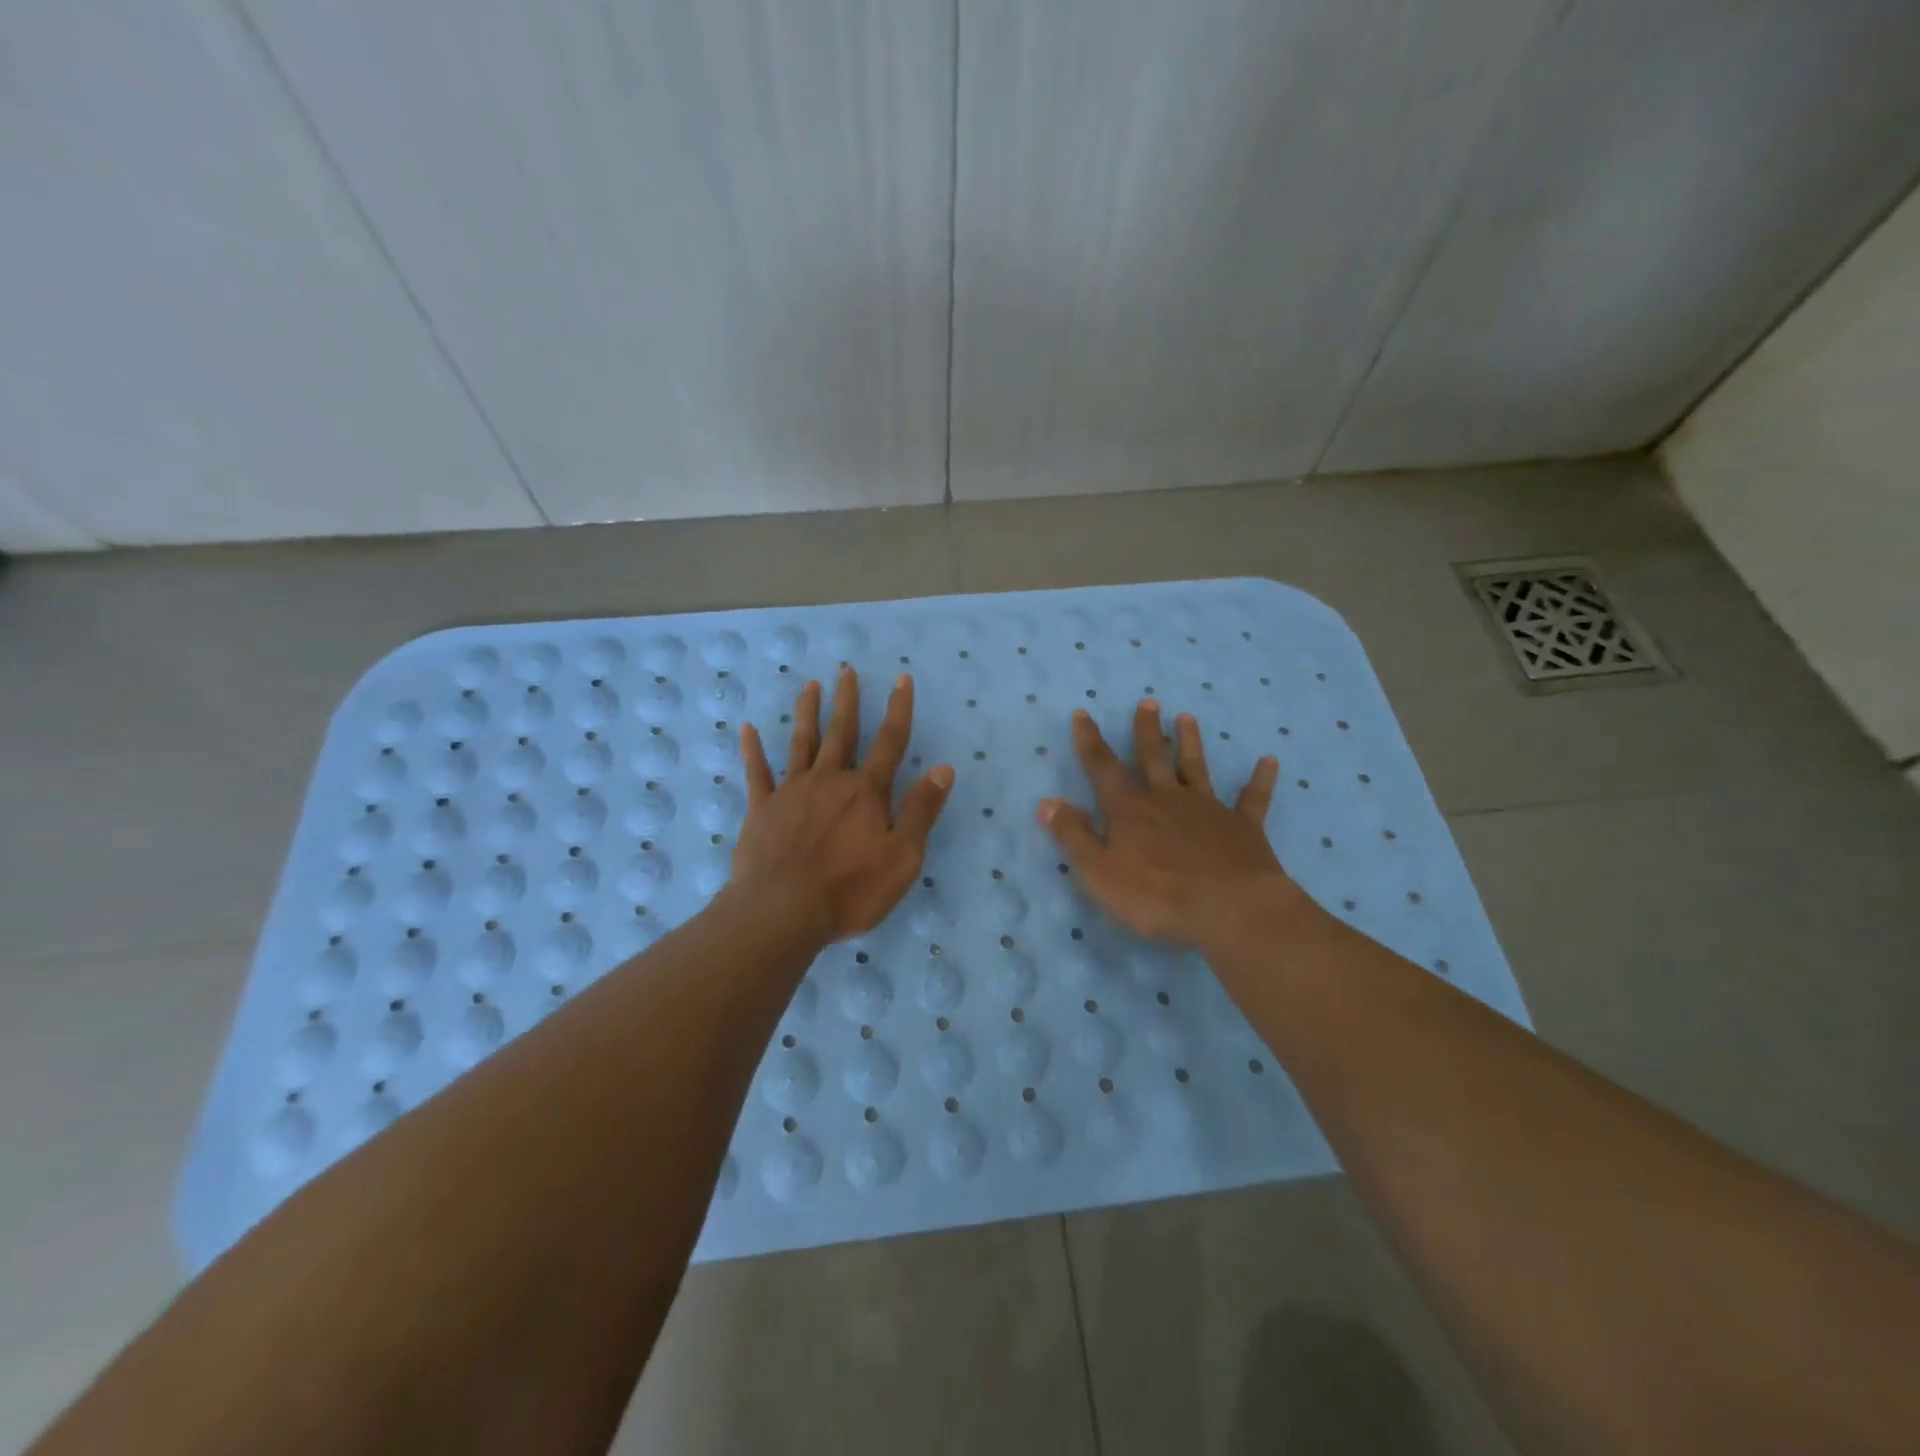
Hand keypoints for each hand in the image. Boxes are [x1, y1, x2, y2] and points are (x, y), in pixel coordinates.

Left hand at [734, 666, 953, 943]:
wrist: (783, 910)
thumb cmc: (850, 889)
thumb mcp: (903, 857)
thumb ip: (922, 810)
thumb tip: (944, 768)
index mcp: (867, 792)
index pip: (890, 741)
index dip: (899, 709)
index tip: (902, 678)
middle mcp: (830, 781)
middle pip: (842, 733)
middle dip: (848, 700)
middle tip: (847, 670)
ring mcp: (792, 791)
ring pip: (802, 743)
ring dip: (807, 713)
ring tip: (809, 686)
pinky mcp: (762, 809)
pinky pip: (757, 773)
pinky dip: (752, 750)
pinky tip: (747, 729)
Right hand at [1038, 700, 1300, 947]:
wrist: (1228, 909)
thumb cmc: (1155, 896)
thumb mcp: (1098, 872)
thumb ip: (1073, 836)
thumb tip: (1047, 802)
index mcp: (1129, 810)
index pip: (1103, 768)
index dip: (1089, 741)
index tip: (1083, 713)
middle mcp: (1167, 799)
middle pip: (1153, 758)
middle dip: (1146, 730)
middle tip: (1148, 703)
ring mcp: (1208, 810)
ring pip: (1196, 768)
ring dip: (1190, 743)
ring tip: (1188, 718)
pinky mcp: (1243, 828)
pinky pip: (1252, 799)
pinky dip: (1260, 780)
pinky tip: (1269, 762)